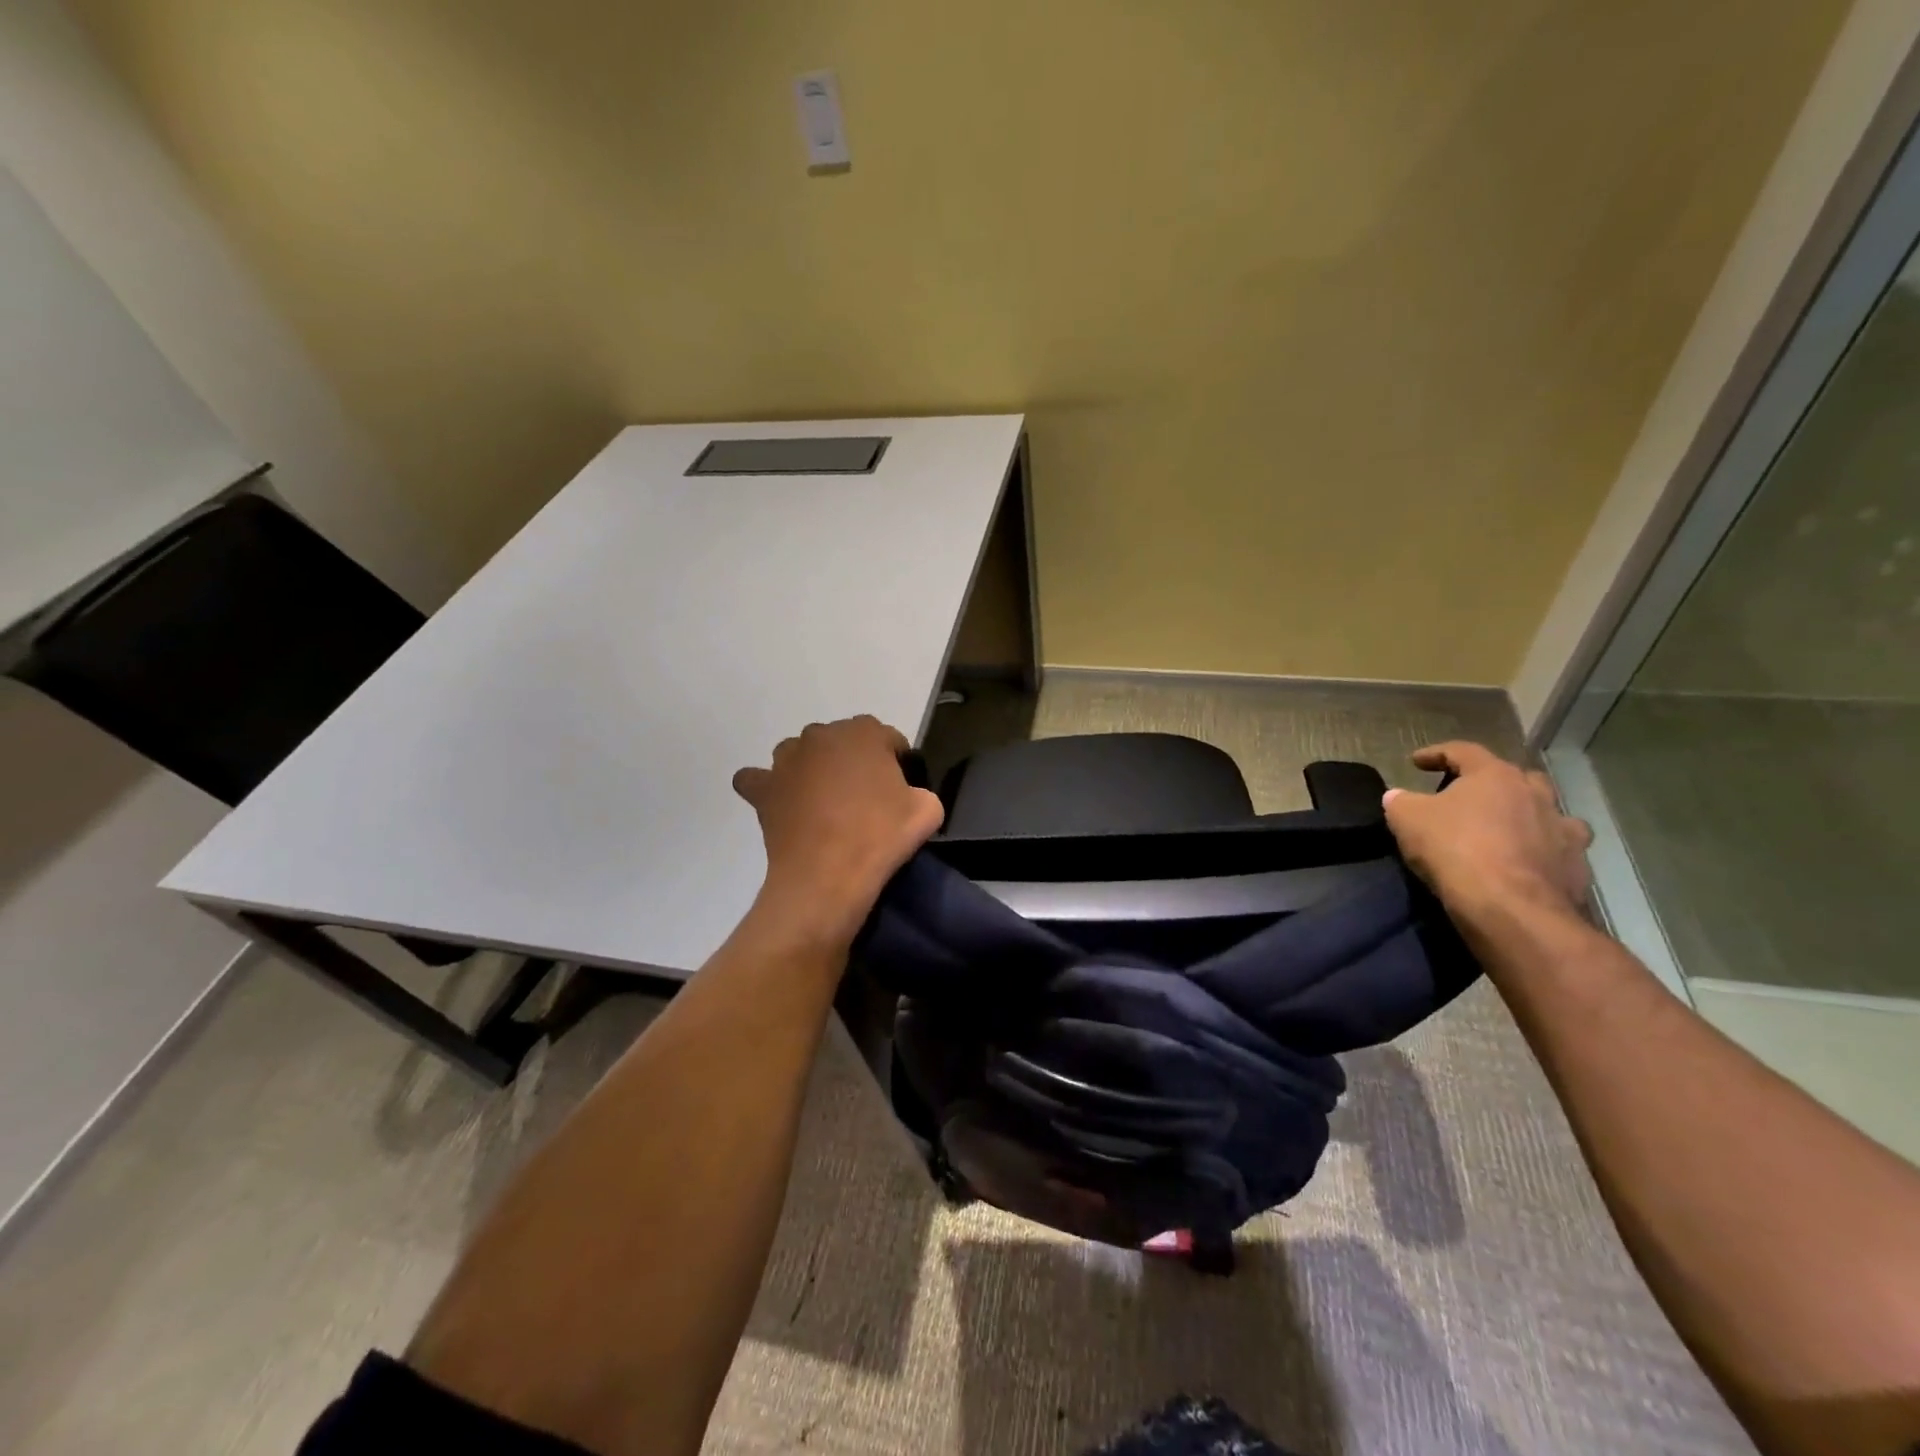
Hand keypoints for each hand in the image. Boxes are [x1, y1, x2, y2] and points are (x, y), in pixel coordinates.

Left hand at [732, 716, 944, 946]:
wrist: (828, 876)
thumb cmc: (880, 837)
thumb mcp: (928, 810)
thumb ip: (921, 791)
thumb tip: (908, 795)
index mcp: (864, 732)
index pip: (888, 740)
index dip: (897, 764)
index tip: (900, 792)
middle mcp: (821, 735)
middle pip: (843, 743)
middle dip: (853, 764)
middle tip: (864, 801)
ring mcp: (786, 760)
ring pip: (801, 754)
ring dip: (812, 770)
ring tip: (824, 804)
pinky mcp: (763, 787)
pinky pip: (758, 779)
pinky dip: (768, 787)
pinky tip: (781, 803)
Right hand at [1382, 742, 1593, 922]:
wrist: (1509, 907)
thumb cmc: (1454, 849)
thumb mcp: (1407, 819)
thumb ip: (1400, 802)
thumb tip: (1396, 796)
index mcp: (1494, 775)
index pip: (1463, 751)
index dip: (1436, 753)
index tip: (1416, 761)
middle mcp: (1535, 793)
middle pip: (1513, 776)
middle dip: (1490, 781)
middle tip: (1468, 795)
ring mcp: (1562, 828)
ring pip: (1546, 810)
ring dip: (1525, 814)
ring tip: (1504, 827)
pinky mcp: (1576, 864)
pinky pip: (1558, 848)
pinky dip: (1542, 850)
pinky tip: (1526, 861)